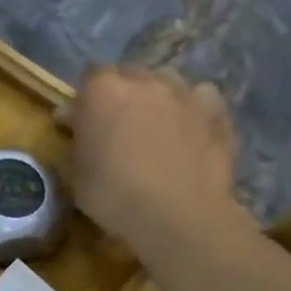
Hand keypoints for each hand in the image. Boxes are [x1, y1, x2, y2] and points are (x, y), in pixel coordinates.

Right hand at [55, 65, 247, 262]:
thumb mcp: (73, 174)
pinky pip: (201, 98)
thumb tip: (76, 129)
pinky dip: (191, 107)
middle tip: (113, 124)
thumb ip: (74, 143)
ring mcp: (185, 94)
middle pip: (128, 75)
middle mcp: (145, 82)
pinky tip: (187, 128)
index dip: (83, 101)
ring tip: (152, 122)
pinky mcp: (217, 113)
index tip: (76, 125)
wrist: (178, 215)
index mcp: (103, 91)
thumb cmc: (113, 194)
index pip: (88, 79)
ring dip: (155, 95)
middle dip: (119, 94)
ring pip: (166, 81)